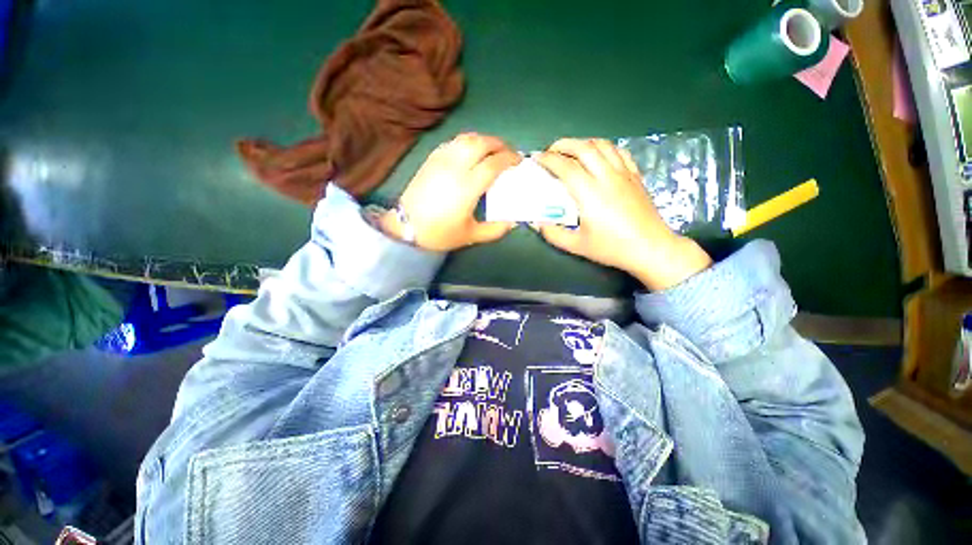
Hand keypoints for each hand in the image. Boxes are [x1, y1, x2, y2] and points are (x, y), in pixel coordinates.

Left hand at [378, 133, 518, 251]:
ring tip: (491, 149)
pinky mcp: (430, 159)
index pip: (493, 163)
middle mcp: (455, 167)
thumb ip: (494, 230)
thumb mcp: (470, 236)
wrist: (405, 227)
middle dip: (499, 144)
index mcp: (467, 186)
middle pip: (481, 143)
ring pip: (465, 138)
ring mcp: (440, 160)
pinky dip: (466, 142)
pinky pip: (452, 142)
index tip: (518, 160)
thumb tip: (511, 223)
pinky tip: (469, 152)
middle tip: (508, 152)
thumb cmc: (439, 233)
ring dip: (483, 139)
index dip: (509, 158)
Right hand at [534, 138, 711, 290]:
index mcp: (589, 193)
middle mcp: (606, 177)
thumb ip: (553, 234)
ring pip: (602, 145)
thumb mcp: (576, 246)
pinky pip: (619, 151)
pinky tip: (598, 156)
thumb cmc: (612, 248)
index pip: (565, 166)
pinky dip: (604, 148)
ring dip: (582, 143)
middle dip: (563, 145)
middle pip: (583, 147)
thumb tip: (537, 223)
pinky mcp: (635, 175)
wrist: (650, 248)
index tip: (536, 159)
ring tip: (571, 151)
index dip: (547, 159)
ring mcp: (624, 173)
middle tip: (550, 152)